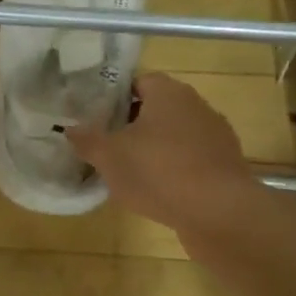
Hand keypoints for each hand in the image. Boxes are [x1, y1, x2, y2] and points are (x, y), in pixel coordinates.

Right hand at [65, 73, 257, 234]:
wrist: (220, 214)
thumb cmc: (159, 172)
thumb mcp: (109, 156)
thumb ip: (87, 139)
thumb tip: (69, 128)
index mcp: (169, 93)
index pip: (139, 81)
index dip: (115, 96)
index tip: (96, 115)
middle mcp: (196, 106)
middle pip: (157, 108)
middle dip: (132, 123)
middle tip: (107, 143)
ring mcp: (215, 136)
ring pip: (175, 135)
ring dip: (154, 148)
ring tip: (130, 170)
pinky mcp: (225, 166)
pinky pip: (191, 159)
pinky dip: (174, 169)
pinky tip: (158, 191)